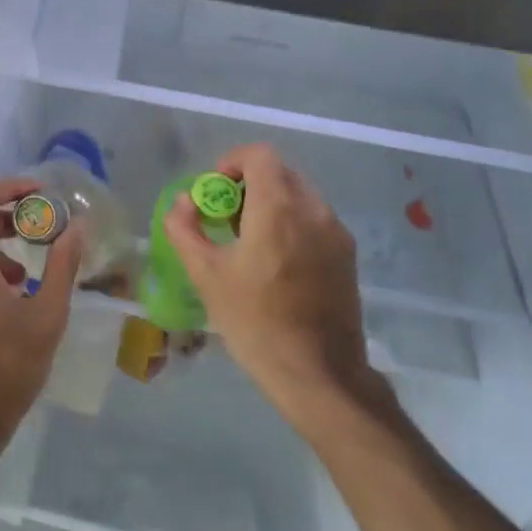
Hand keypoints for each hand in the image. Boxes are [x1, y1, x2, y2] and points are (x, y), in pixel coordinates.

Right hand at [162, 144, 377, 422]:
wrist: (319, 375)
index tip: (214, 194)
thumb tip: (185, 202)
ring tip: (249, 242)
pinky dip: (291, 223)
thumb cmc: (255, 322)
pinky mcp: (347, 255)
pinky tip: (275, 263)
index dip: (230, 163)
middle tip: (225, 219)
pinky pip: (314, 219)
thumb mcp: (205, 274)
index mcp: (279, 208)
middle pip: (279, 172)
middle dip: (248, 185)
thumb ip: (185, 228)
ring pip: (298, 195)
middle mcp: (313, 210)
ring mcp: (336, 232)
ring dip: (270, 203)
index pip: (258, 155)